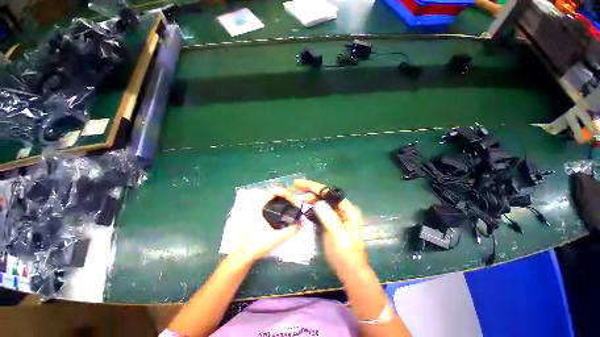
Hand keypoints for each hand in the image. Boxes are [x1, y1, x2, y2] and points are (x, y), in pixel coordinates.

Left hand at [232, 189, 299, 263]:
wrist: (244, 253)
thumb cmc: (258, 244)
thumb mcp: (277, 238)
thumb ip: (291, 231)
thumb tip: (301, 224)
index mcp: (260, 207)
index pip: (273, 191)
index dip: (285, 192)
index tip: (292, 201)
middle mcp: (259, 205)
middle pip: (274, 192)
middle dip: (286, 195)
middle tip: (294, 203)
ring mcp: (257, 209)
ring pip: (272, 197)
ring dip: (282, 199)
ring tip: (291, 206)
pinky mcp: (258, 214)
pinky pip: (270, 203)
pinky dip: (278, 203)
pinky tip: (283, 212)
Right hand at [294, 179, 368, 277]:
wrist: (349, 269)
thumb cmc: (345, 252)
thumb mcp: (338, 234)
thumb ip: (328, 216)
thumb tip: (317, 202)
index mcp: (347, 209)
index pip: (329, 193)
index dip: (314, 187)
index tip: (300, 184)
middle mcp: (342, 210)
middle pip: (325, 195)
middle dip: (311, 191)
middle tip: (297, 188)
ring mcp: (336, 216)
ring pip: (322, 202)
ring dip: (311, 198)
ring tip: (300, 197)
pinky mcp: (330, 222)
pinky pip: (320, 210)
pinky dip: (312, 206)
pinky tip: (305, 205)